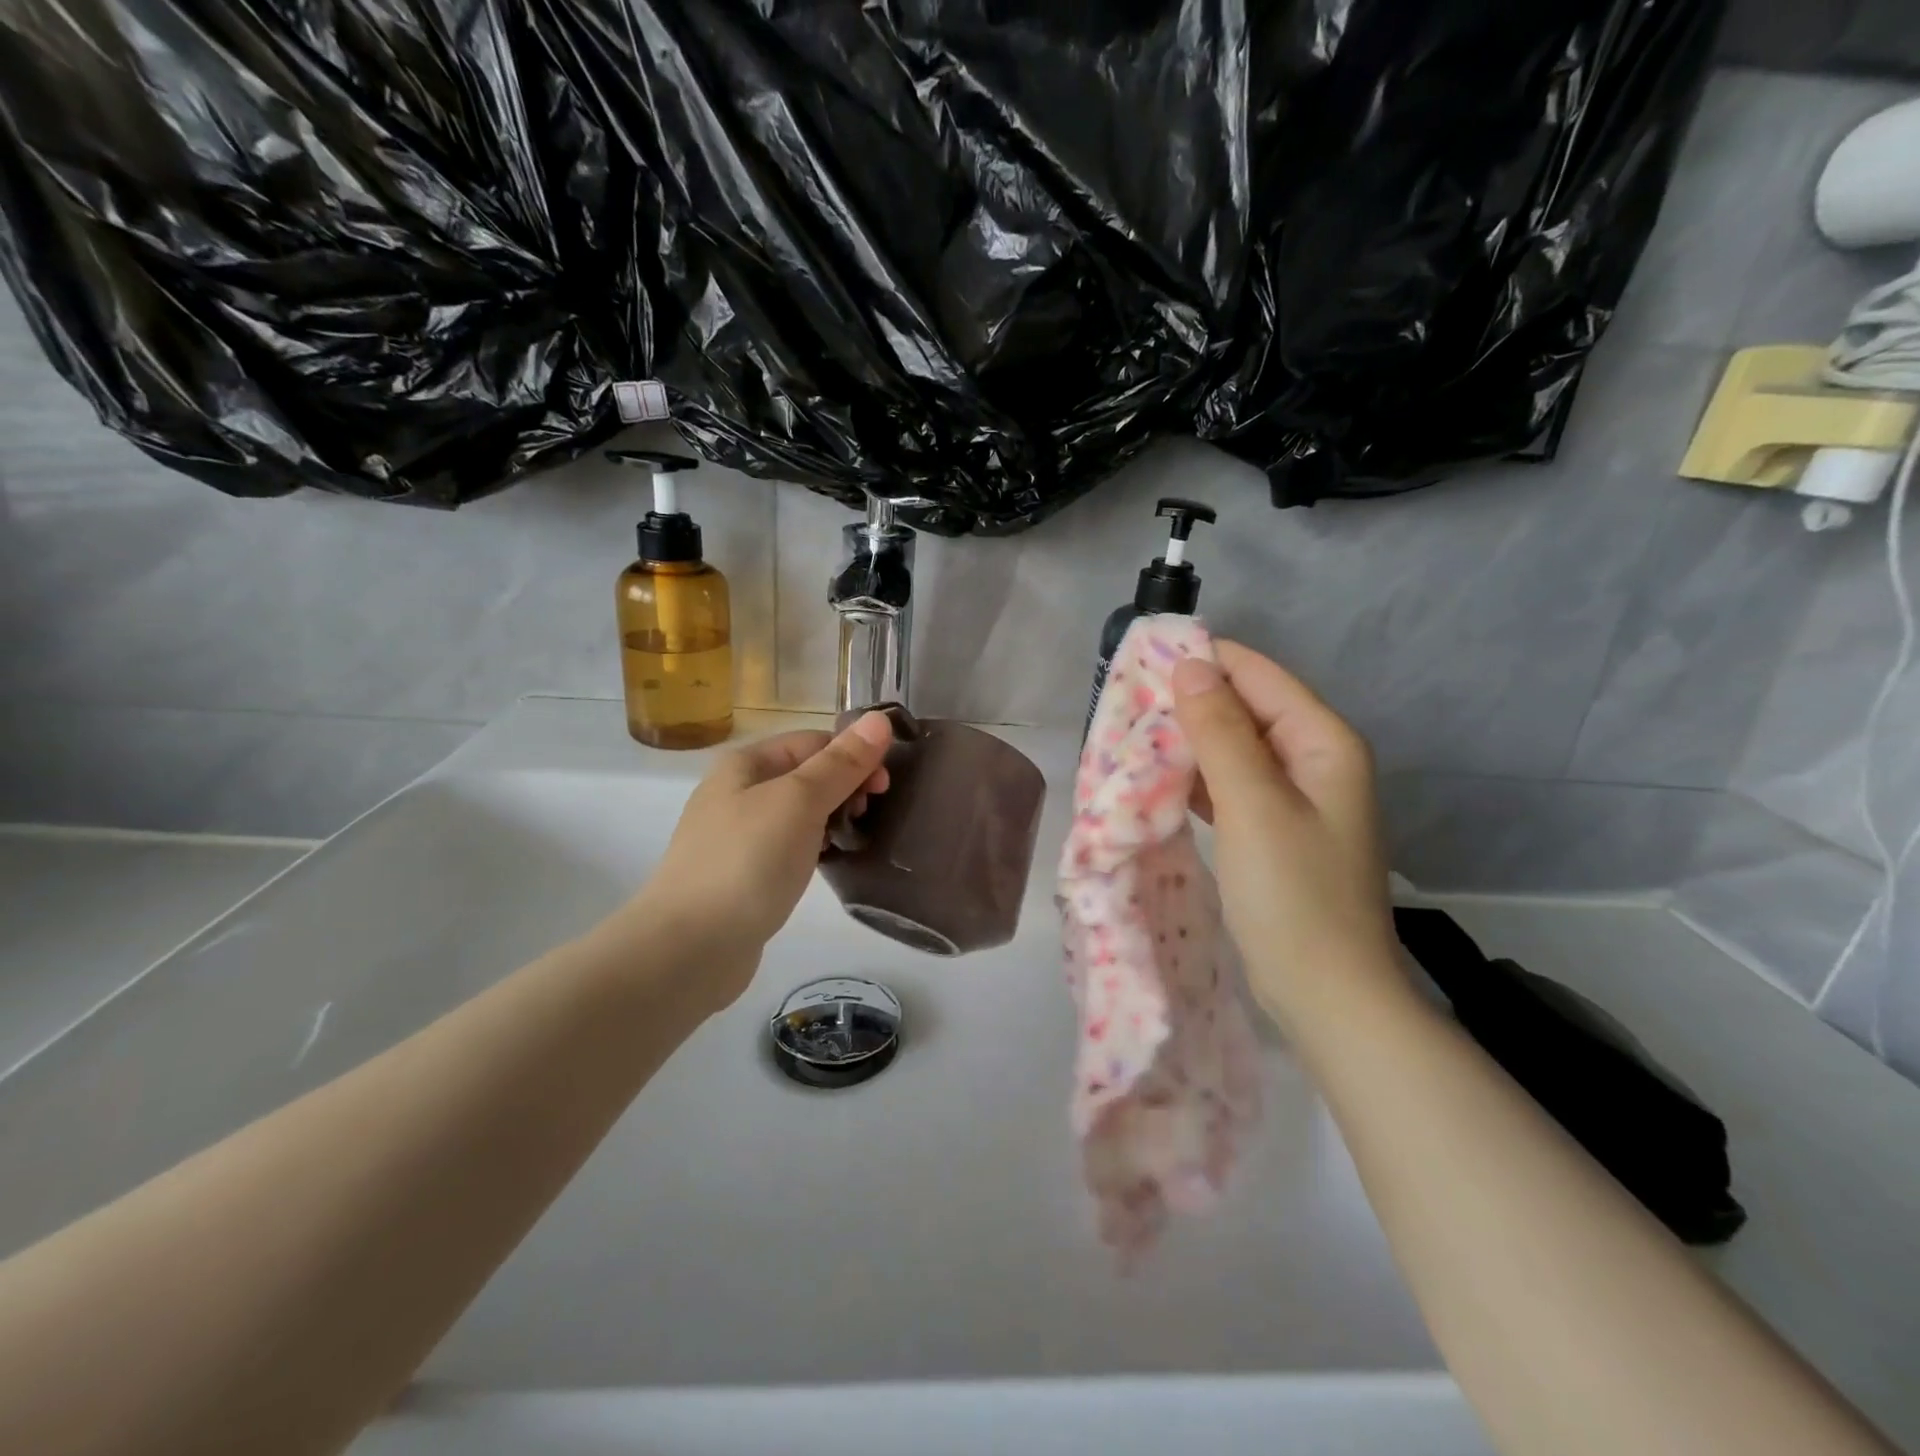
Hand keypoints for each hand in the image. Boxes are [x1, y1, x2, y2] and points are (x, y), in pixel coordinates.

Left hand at [622, 713, 893, 1008]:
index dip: (853, 756)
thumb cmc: (747, 862)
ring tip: (855, 841)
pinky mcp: (743, 874)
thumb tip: (880, 718)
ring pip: (800, 813)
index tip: (883, 788)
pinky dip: (814, 848)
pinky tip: (828, 864)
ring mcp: (737, 835)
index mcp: (746, 763)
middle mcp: (737, 792)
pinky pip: (789, 847)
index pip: (814, 741)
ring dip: (832, 819)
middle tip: (870, 816)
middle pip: (807, 775)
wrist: (689, 948)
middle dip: (845, 788)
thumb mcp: (800, 801)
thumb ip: (842, 762)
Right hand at [1171, 642, 1400, 1026]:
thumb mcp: (1252, 804)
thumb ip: (1220, 731)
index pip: (1258, 675)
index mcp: (1323, 741)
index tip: (1141, 663)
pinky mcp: (1275, 830)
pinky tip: (1160, 780)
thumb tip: (1190, 666)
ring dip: (1190, 741)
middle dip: (1191, 702)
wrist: (1327, 994)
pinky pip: (1232, 785)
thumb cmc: (1293, 895)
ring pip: (1235, 747)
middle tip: (1126, 704)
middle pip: (1247, 708)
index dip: (1203, 662)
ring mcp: (1296, 798)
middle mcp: (1315, 759)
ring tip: (1133, 735)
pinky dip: (1198, 779)